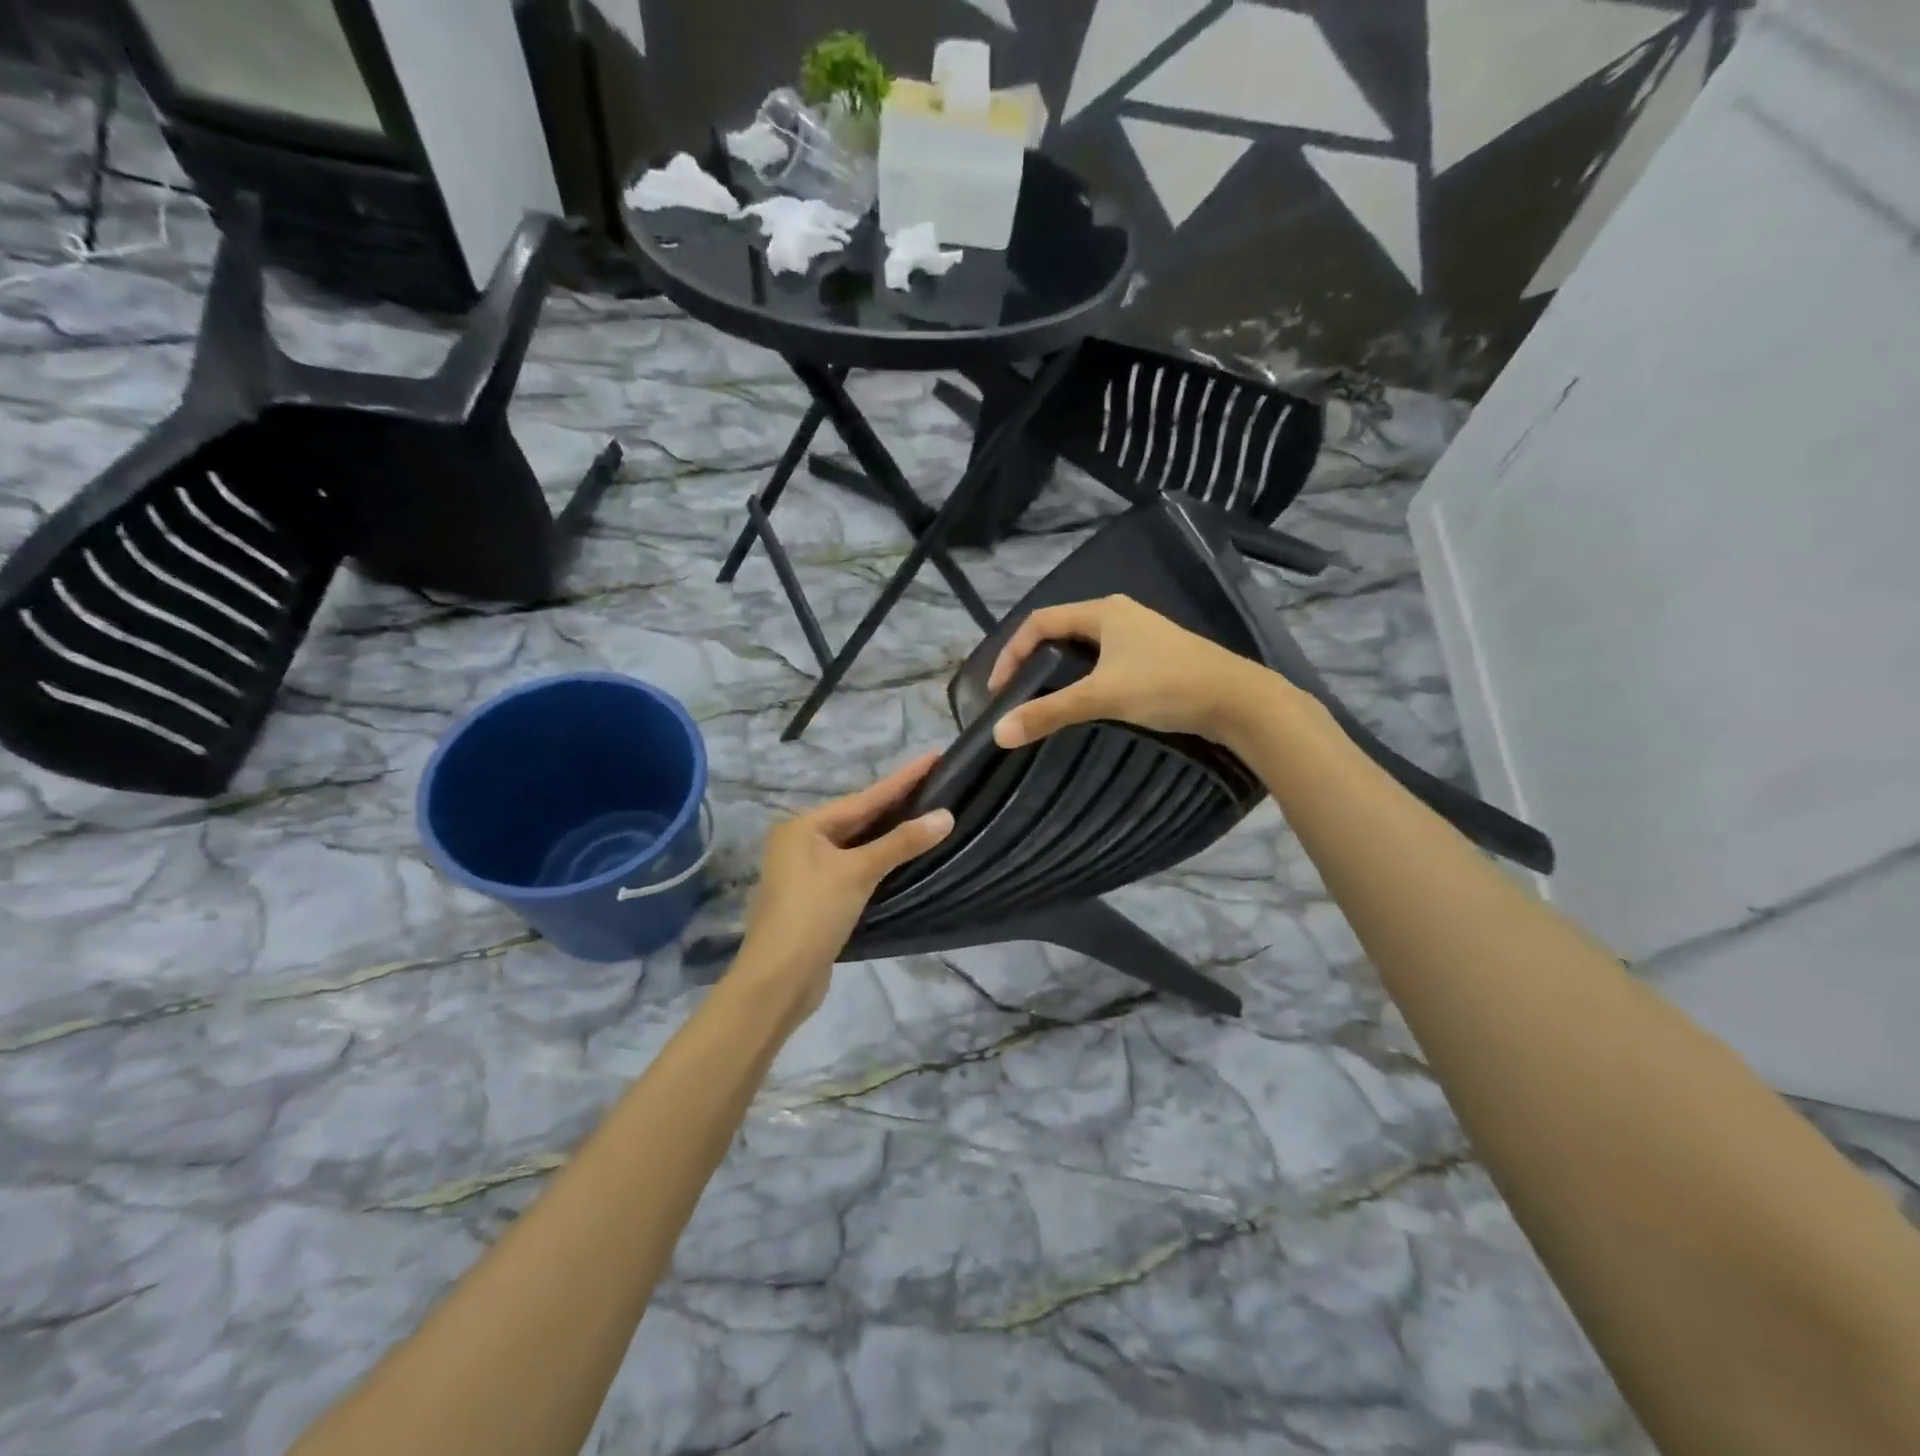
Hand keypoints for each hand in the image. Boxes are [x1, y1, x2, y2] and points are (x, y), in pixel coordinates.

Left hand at [737, 754, 953, 1018]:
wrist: (777, 981)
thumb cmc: (812, 915)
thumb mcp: (858, 873)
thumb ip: (901, 843)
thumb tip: (945, 816)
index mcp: (804, 827)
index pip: (865, 797)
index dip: (903, 779)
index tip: (933, 756)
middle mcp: (801, 843)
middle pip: (859, 819)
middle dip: (897, 804)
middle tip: (937, 783)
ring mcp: (807, 872)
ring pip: (858, 845)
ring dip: (890, 834)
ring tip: (927, 813)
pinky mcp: (818, 899)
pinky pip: (855, 868)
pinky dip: (880, 861)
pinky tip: (903, 856)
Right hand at [989, 595, 1287, 749]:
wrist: (1238, 700)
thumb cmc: (1167, 686)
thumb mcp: (1102, 697)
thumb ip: (1049, 713)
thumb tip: (998, 733)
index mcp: (1103, 612)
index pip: (1039, 622)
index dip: (1011, 652)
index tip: (998, 689)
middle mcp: (1119, 615)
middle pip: (1060, 631)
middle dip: (1032, 660)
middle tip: (1016, 694)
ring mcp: (1140, 635)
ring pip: (1084, 647)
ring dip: (1058, 670)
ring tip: (1043, 700)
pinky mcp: (1154, 656)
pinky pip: (1104, 660)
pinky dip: (1083, 677)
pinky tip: (1085, 702)